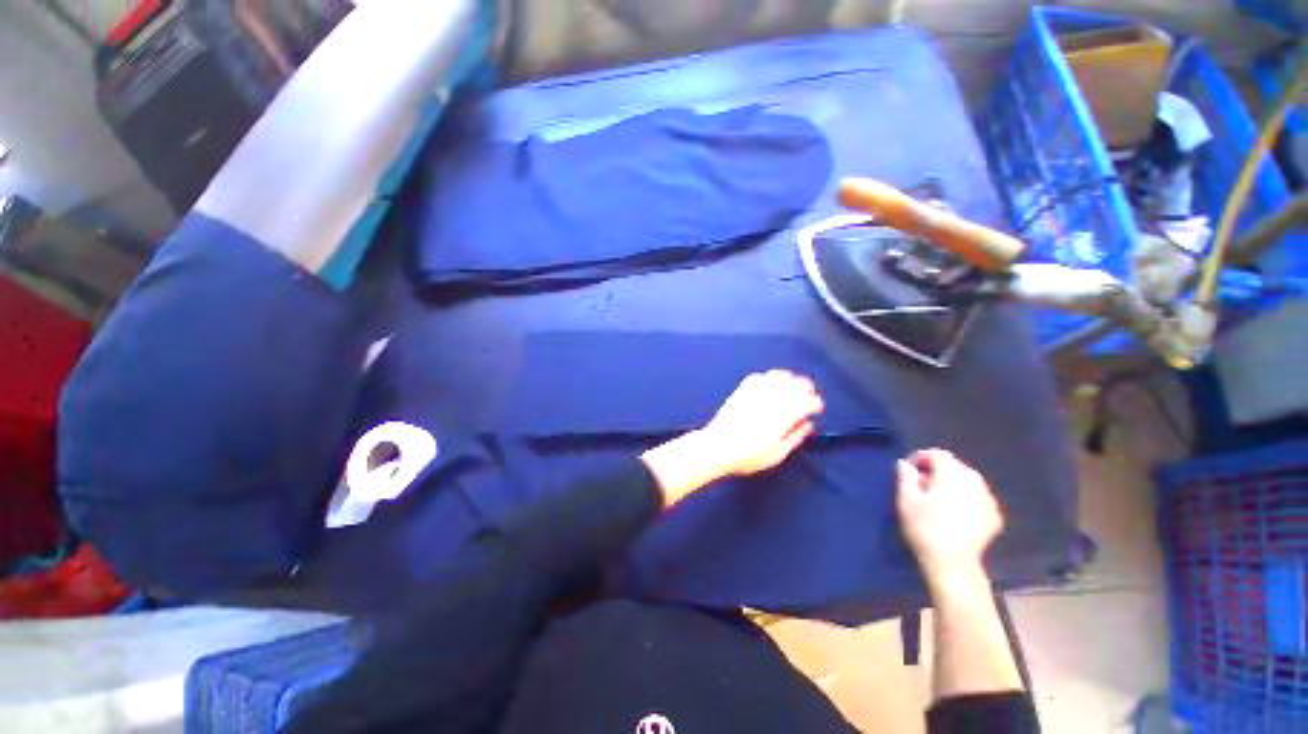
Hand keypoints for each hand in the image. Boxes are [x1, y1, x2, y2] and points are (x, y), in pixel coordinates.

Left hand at [641, 371, 823, 507]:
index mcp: (782, 416)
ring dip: (789, 378)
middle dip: (806, 387)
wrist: (717, 447)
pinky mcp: (741, 391)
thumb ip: (795, 437)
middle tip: (809, 394)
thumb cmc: (748, 456)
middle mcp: (771, 400)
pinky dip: (769, 377)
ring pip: (777, 377)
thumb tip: (808, 424)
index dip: (815, 403)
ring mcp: (755, 393)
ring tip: (793, 384)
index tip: (817, 408)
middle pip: (794, 384)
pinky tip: (771, 382)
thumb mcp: (777, 454)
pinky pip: (759, 377)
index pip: (806, 401)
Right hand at [896, 449, 1003, 580]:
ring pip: (968, 482)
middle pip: (955, 466)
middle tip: (921, 484)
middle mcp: (975, 481)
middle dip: (937, 471)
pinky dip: (965, 499)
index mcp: (952, 473)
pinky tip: (954, 513)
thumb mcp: (906, 498)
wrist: (953, 562)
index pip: (938, 454)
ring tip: (937, 499)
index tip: (909, 468)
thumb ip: (906, 476)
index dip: (921, 457)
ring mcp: (989, 499)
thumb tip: (906, 464)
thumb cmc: (924, 526)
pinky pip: (978, 499)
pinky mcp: (995, 516)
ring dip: (952, 485)